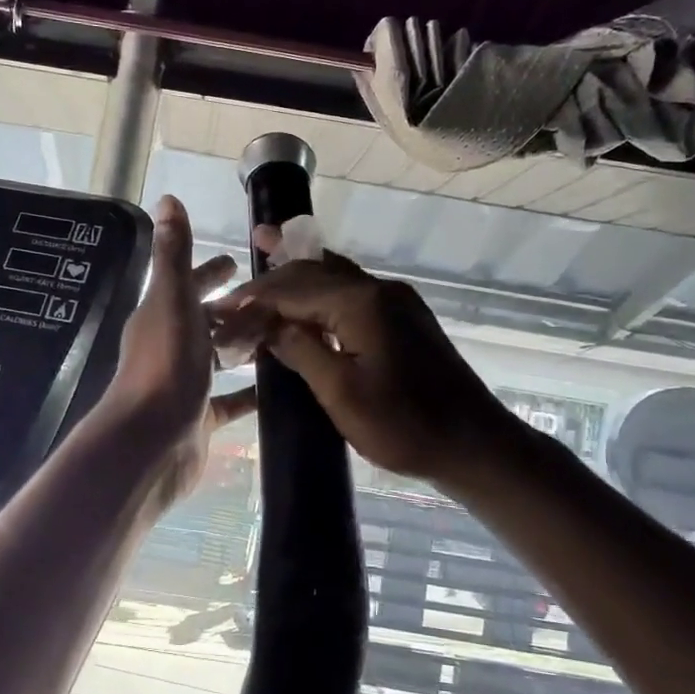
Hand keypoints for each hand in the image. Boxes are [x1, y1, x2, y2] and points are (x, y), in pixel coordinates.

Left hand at [102, 195, 256, 507]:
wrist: (150, 442)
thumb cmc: (164, 366)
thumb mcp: (172, 301)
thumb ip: (173, 254)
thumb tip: (168, 199)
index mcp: (161, 315)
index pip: (186, 283)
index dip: (208, 271)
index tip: (236, 260)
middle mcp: (171, 346)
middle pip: (205, 319)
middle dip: (232, 306)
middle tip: (269, 298)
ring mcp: (185, 383)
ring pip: (219, 357)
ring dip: (244, 345)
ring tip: (284, 335)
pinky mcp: (200, 417)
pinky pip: (231, 399)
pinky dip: (250, 391)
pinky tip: (277, 385)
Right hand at [211, 232, 511, 488]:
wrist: (474, 444)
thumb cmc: (404, 425)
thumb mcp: (341, 392)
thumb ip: (301, 350)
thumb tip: (268, 325)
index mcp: (360, 302)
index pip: (292, 290)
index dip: (253, 300)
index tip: (220, 310)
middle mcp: (378, 290)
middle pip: (314, 272)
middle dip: (273, 276)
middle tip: (238, 276)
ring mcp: (396, 302)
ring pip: (335, 276)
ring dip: (300, 270)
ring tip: (269, 249)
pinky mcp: (404, 319)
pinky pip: (352, 292)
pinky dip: (322, 290)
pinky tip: (309, 297)